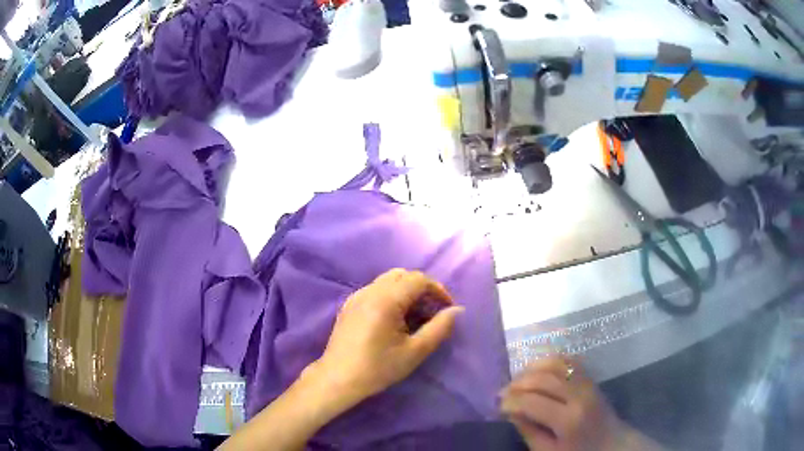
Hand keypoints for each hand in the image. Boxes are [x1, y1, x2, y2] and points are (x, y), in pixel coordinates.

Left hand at [310, 268, 463, 406]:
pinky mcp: (349, 306)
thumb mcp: (415, 351)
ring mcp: (356, 297)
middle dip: (422, 289)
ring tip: (416, 318)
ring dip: (406, 292)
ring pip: (388, 281)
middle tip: (432, 312)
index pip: (418, 279)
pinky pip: (375, 291)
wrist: (338, 379)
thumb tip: (456, 310)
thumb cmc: (378, 368)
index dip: (438, 290)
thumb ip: (439, 328)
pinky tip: (394, 321)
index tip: (447, 310)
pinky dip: (391, 297)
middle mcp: (369, 291)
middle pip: (402, 275)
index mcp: (385, 299)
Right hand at [501, 357, 637, 450]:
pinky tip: (537, 371)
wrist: (612, 442)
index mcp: (568, 420)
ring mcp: (587, 382)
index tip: (498, 407)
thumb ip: (529, 431)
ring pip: (554, 363)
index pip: (532, 401)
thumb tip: (511, 412)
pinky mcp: (590, 377)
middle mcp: (579, 395)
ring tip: (517, 381)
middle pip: (542, 378)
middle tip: (502, 393)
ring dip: (530, 369)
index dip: (510, 402)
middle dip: (517, 384)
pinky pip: (568, 360)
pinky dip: (549, 361)